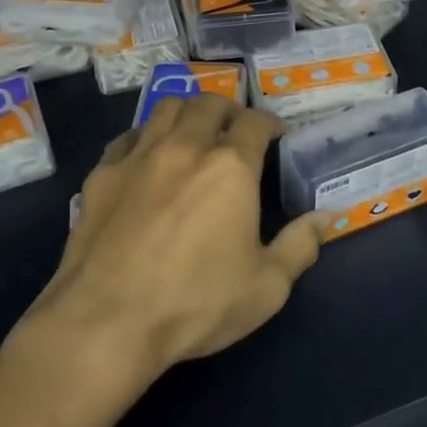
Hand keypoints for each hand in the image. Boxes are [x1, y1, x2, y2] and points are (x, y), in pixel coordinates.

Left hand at [32, 94, 327, 390]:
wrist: (107, 322)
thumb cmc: (196, 304)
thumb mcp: (267, 287)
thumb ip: (300, 246)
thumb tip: (325, 217)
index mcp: (230, 168)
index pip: (254, 122)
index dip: (268, 123)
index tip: (274, 134)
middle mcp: (184, 148)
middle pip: (208, 104)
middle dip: (228, 110)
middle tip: (234, 131)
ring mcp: (137, 157)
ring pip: (165, 109)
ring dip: (187, 113)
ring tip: (193, 134)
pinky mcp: (101, 175)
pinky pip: (128, 137)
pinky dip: (145, 137)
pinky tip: (147, 159)